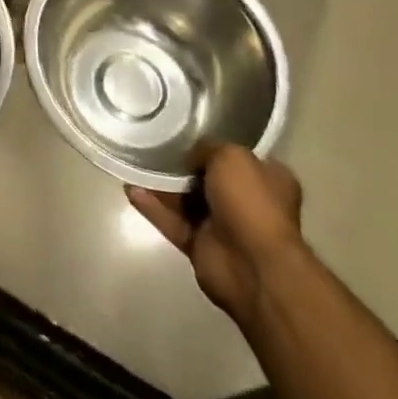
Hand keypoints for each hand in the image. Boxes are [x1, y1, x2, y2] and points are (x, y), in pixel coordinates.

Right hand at [127, 142, 304, 328]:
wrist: (252, 266)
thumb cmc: (251, 203)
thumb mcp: (232, 157)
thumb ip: (208, 148)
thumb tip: (191, 153)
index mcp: (267, 179)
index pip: (238, 156)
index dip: (213, 144)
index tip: (185, 132)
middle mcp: (246, 202)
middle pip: (207, 177)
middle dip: (182, 165)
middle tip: (153, 145)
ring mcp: (223, 226)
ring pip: (186, 200)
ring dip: (162, 185)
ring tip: (134, 163)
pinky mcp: (200, 245)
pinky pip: (172, 221)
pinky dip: (153, 208)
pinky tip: (131, 190)